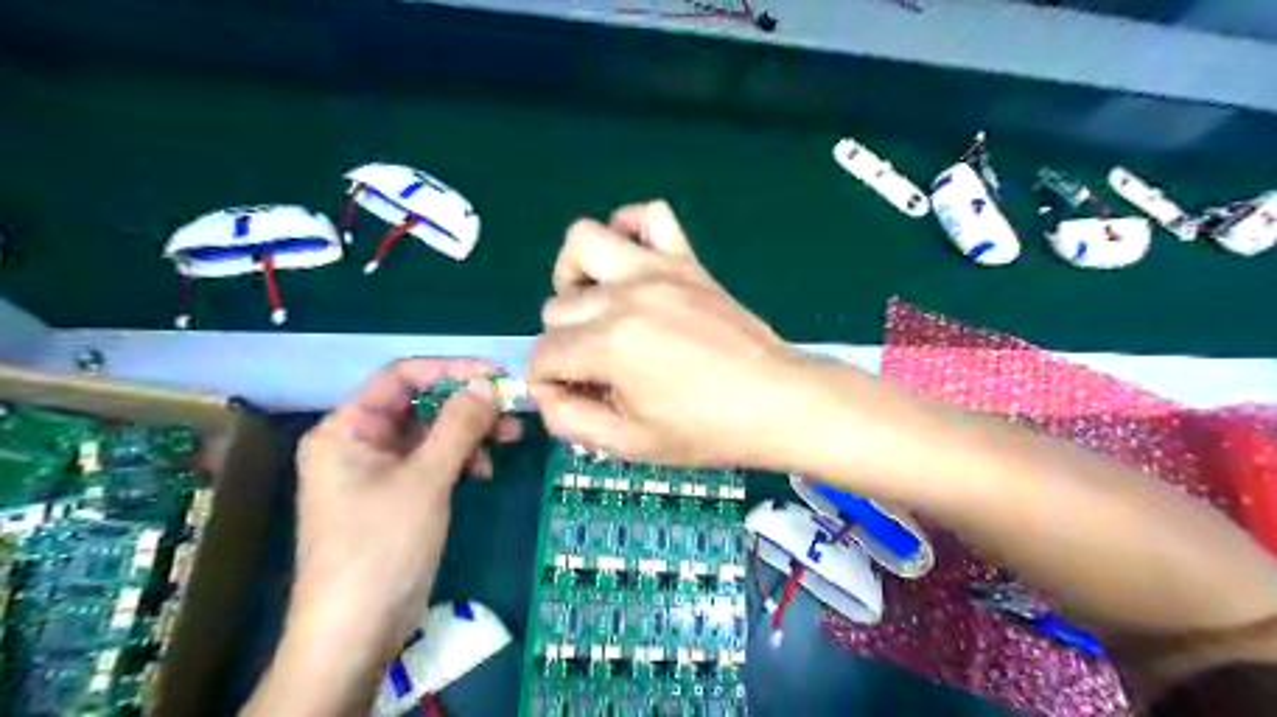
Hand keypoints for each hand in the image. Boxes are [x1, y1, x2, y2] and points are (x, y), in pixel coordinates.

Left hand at [289, 358, 523, 659]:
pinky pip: (433, 461)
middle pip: (420, 405)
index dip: (451, 370)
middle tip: (511, 411)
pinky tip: (484, 473)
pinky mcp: (397, 495)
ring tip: (510, 440)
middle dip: (468, 406)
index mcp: (347, 428)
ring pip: (432, 433)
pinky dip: (461, 460)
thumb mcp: (426, 478)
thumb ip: (458, 425)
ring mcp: (378, 471)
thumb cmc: (383, 545)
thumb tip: (487, 384)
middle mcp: (359, 442)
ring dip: (470, 434)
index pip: (401, 377)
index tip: (496, 376)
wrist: (357, 630)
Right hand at [530, 202, 805, 463]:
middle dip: (564, 345)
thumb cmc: (705, 430)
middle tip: (596, 372)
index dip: (546, 383)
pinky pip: (651, 215)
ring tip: (597, 309)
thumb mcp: (629, 444)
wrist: (776, 402)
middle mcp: (623, 297)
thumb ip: (569, 420)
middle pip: (557, 308)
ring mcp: (656, 271)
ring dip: (575, 277)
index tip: (571, 398)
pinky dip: (630, 229)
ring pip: (583, 242)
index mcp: (608, 346)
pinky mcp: (686, 261)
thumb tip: (545, 393)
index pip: (544, 355)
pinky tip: (633, 264)